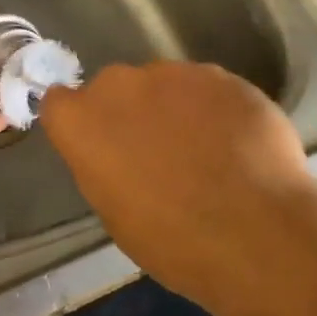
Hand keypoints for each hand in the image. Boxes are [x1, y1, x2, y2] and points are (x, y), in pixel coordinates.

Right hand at [37, 61, 316, 315]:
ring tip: (207, 152)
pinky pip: (208, 89)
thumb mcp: (115, 213)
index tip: (100, 146)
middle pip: (115, 89)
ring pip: (165, 85)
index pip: (59, 103)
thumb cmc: (172, 241)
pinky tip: (238, 147)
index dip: (80, 123)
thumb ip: (105, 166)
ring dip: (175, 109)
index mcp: (83, 122)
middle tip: (157, 152)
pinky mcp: (223, 76)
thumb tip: (120, 154)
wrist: (257, 233)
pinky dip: (216, 110)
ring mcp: (176, 74)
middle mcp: (122, 85)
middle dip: (130, 113)